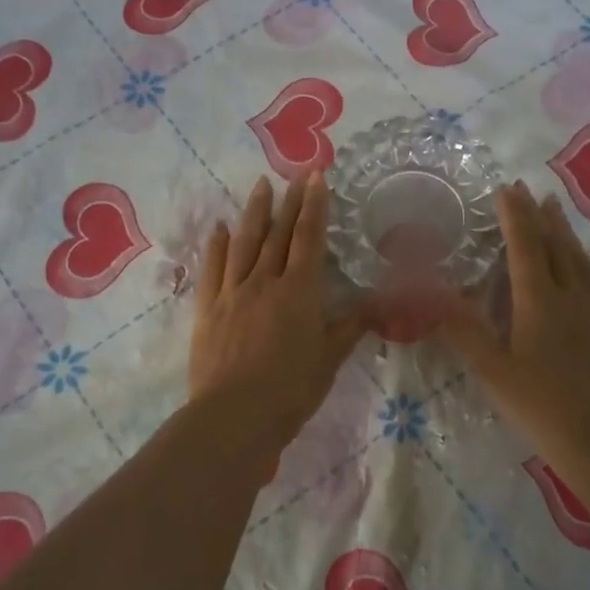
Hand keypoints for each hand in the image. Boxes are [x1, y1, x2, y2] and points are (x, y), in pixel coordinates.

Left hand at [191, 174, 367, 450]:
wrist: (235, 415)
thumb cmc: (291, 389)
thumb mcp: (330, 358)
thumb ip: (352, 324)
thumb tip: (381, 300)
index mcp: (299, 291)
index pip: (309, 239)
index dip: (314, 207)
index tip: (316, 177)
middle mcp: (265, 282)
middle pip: (278, 234)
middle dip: (289, 202)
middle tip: (294, 174)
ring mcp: (233, 293)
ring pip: (245, 243)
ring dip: (254, 213)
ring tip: (260, 186)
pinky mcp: (208, 309)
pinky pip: (213, 269)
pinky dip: (217, 246)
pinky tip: (220, 228)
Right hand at [438, 181, 589, 472]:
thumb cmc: (540, 407)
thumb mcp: (492, 371)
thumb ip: (465, 330)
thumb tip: (435, 294)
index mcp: (537, 303)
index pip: (524, 247)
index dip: (514, 216)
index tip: (506, 189)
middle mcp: (571, 296)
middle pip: (554, 247)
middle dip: (538, 217)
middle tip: (529, 190)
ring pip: (583, 260)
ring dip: (567, 232)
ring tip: (556, 207)